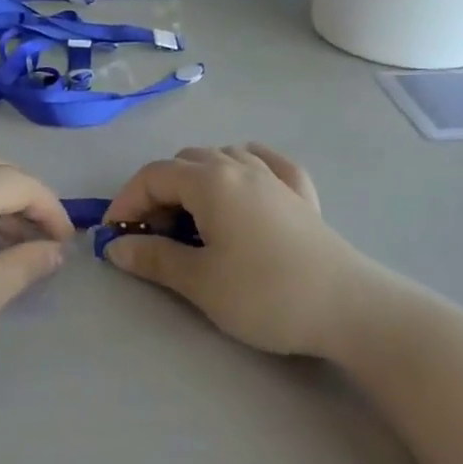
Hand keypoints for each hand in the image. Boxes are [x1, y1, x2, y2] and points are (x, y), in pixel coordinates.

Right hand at [101, 144, 363, 356]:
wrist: (348, 307)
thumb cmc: (265, 293)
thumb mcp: (200, 281)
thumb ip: (153, 257)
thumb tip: (115, 246)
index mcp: (210, 180)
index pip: (153, 176)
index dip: (126, 201)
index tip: (114, 235)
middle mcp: (238, 165)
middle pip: (183, 163)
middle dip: (158, 193)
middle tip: (152, 235)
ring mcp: (273, 174)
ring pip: (221, 156)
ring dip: (196, 179)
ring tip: (192, 218)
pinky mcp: (301, 191)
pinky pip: (264, 161)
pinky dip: (243, 167)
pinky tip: (245, 183)